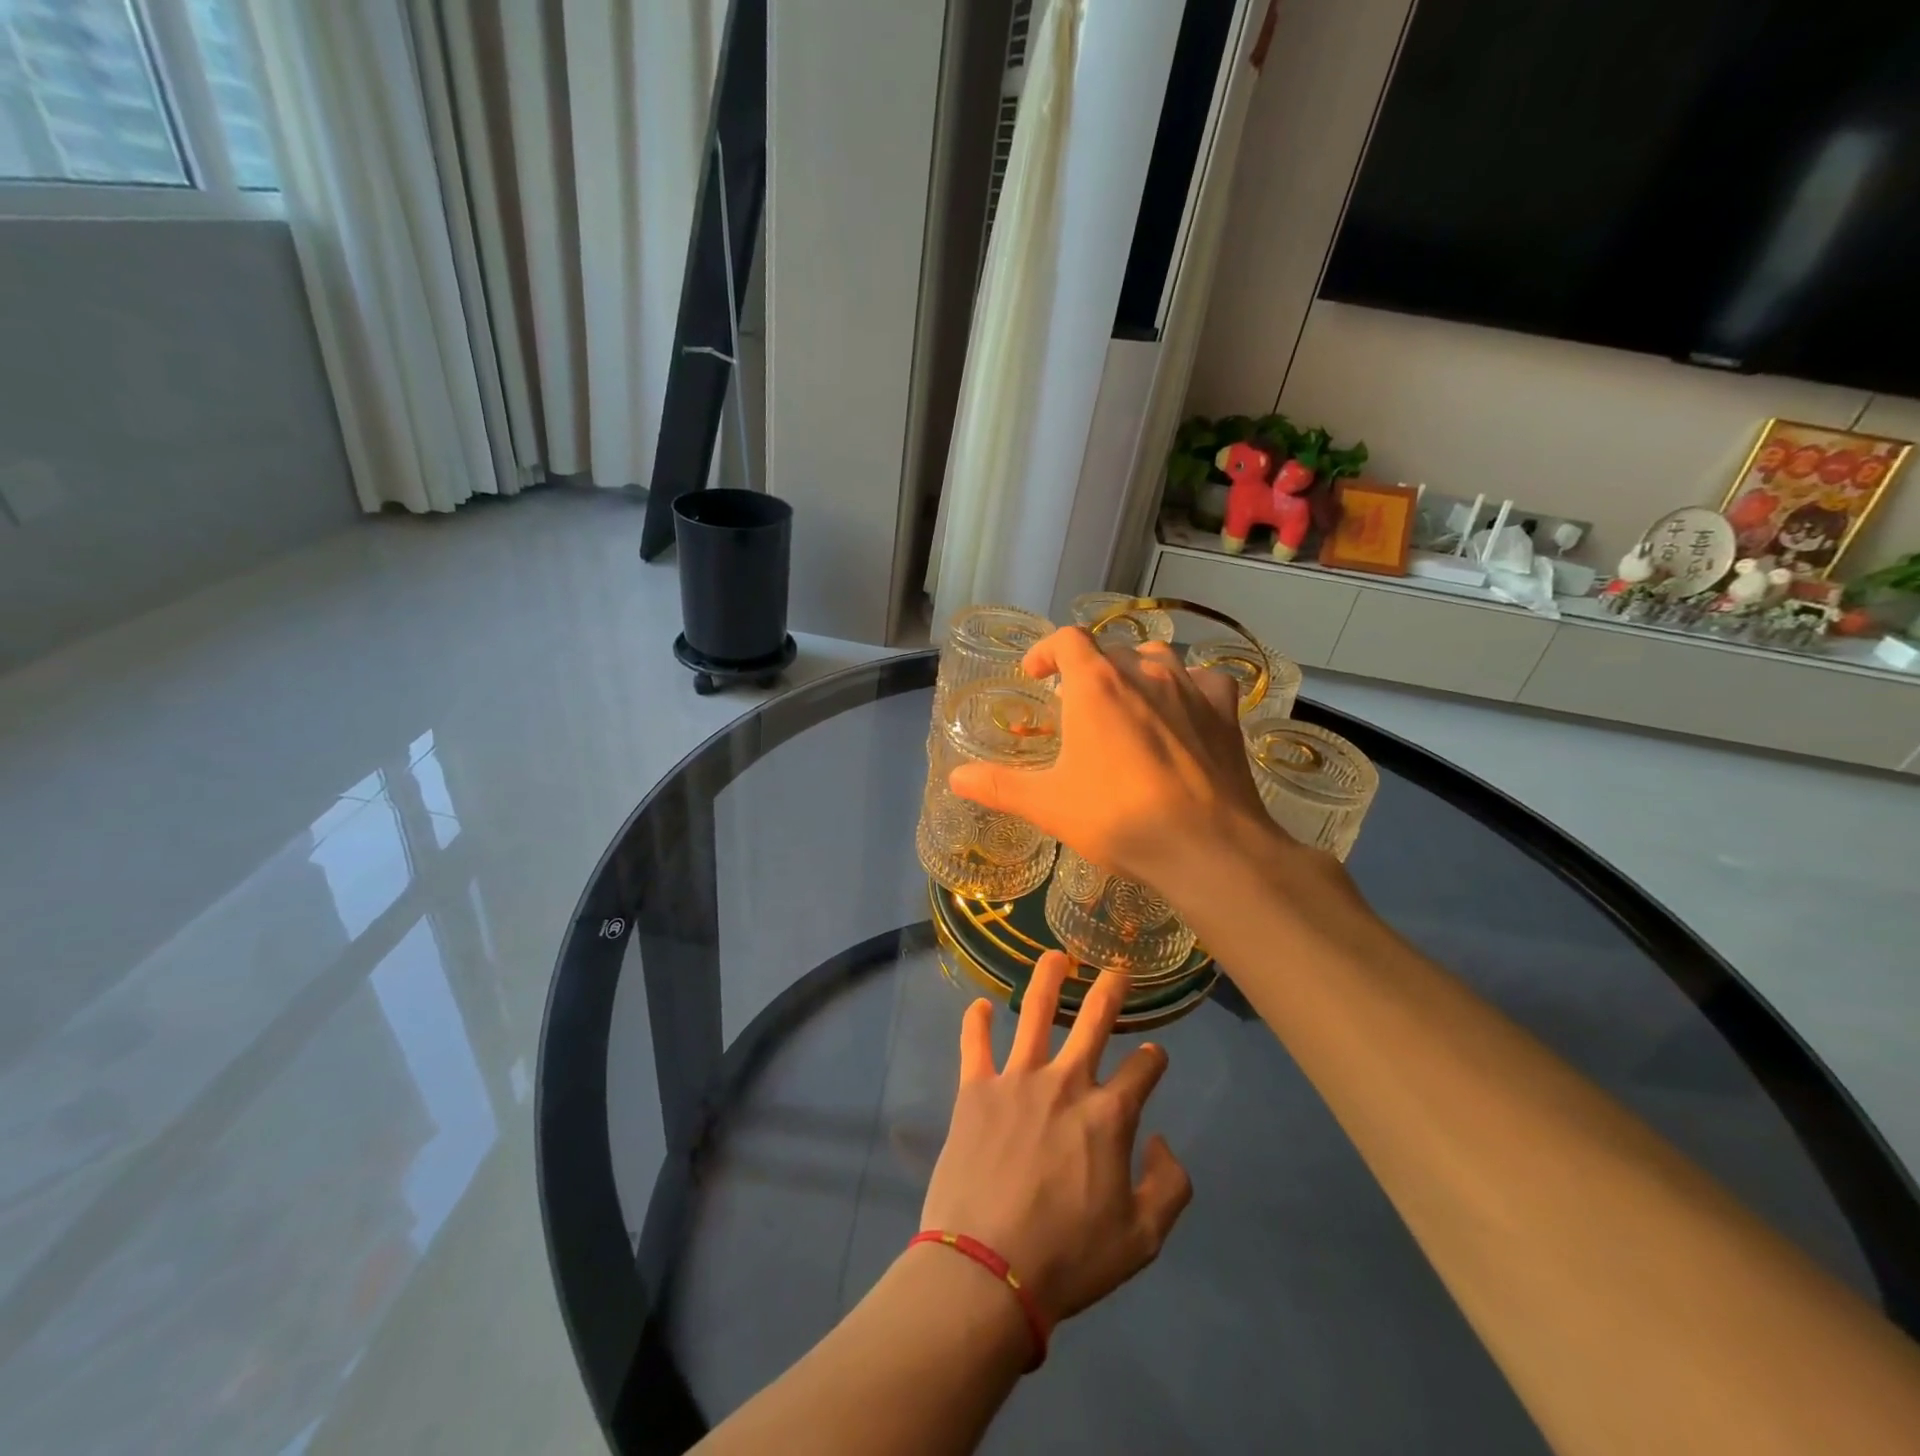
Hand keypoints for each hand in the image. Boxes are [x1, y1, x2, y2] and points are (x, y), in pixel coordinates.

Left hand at [920, 952, 1192, 1328]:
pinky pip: (974, 1044)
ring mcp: (1017, 1079)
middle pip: (1094, 1021)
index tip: (1155, 1057)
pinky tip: (978, 1005)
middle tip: (1117, 969)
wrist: (987, 1269)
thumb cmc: (1068, 1257)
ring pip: (1034, 1012)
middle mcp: (1066, 1082)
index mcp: (1109, 1115)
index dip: (1154, 1060)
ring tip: (1054, 955)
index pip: (1143, 1071)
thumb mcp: (1142, 1240)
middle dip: (1110, 991)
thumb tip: (1162, 1140)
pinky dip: (975, 1021)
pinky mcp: (975, 1089)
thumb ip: (1169, 1186)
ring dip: (1047, 979)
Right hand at [948, 626, 1271, 893]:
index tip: (1035, 674)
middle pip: (1110, 650)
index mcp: (1096, 685)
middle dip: (1088, 668)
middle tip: (1076, 704)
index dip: (1047, 650)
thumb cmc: (1118, 817)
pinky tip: (1184, 711)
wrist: (1206, 847)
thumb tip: (956, 778)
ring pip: (1158, 658)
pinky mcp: (1225, 712)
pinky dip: (1190, 688)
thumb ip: (999, 786)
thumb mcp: (1048, 804)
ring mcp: (1191, 688)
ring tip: (1127, 701)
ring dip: (1136, 671)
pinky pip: (1205, 681)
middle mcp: (1144, 673)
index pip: (1068, 640)